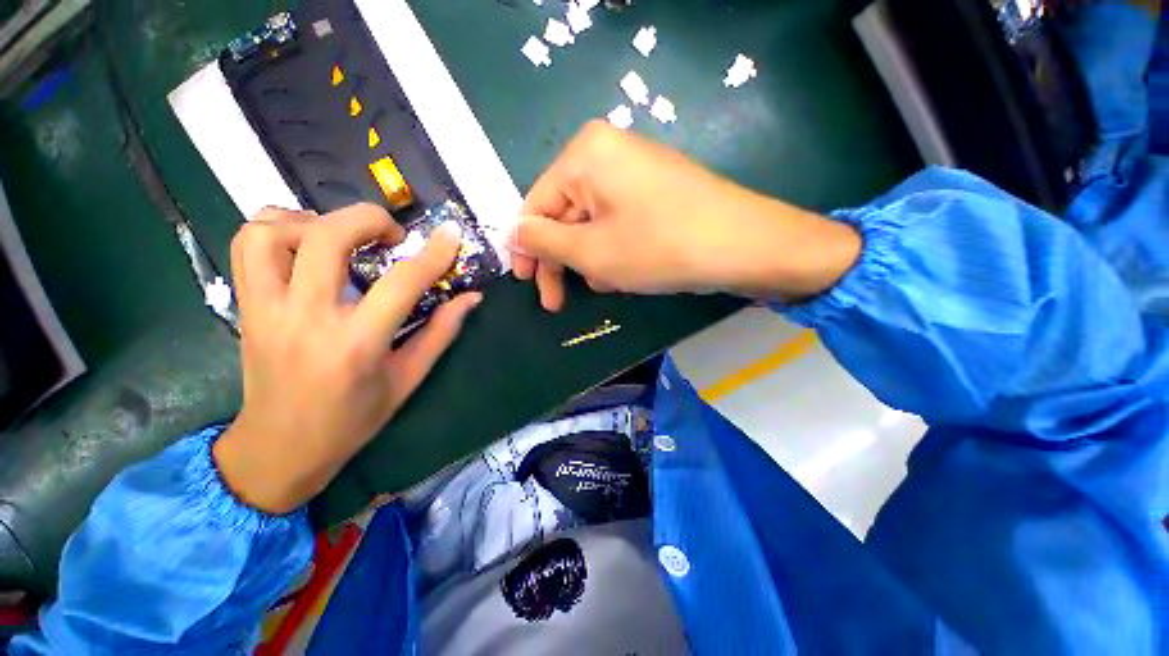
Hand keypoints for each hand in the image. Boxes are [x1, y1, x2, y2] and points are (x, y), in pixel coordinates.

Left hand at [213, 204, 480, 513]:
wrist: (280, 447)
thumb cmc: (344, 425)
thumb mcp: (399, 388)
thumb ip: (436, 337)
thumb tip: (470, 297)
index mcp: (353, 348)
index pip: (400, 282)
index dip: (433, 253)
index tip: (449, 236)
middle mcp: (306, 319)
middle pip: (330, 235)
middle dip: (368, 218)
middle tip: (383, 236)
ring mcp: (267, 309)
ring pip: (276, 230)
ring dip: (309, 220)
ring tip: (329, 237)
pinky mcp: (247, 304)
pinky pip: (246, 242)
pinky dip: (271, 226)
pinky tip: (292, 241)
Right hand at [510, 121, 861, 310]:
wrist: (748, 242)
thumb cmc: (663, 244)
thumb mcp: (592, 251)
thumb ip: (543, 241)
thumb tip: (513, 234)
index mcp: (584, 151)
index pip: (535, 203)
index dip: (527, 249)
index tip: (529, 287)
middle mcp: (608, 147)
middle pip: (565, 208)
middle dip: (561, 256)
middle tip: (558, 302)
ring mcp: (638, 162)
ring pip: (593, 214)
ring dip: (589, 255)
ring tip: (602, 288)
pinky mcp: (660, 181)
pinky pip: (621, 211)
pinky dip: (615, 243)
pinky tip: (623, 273)